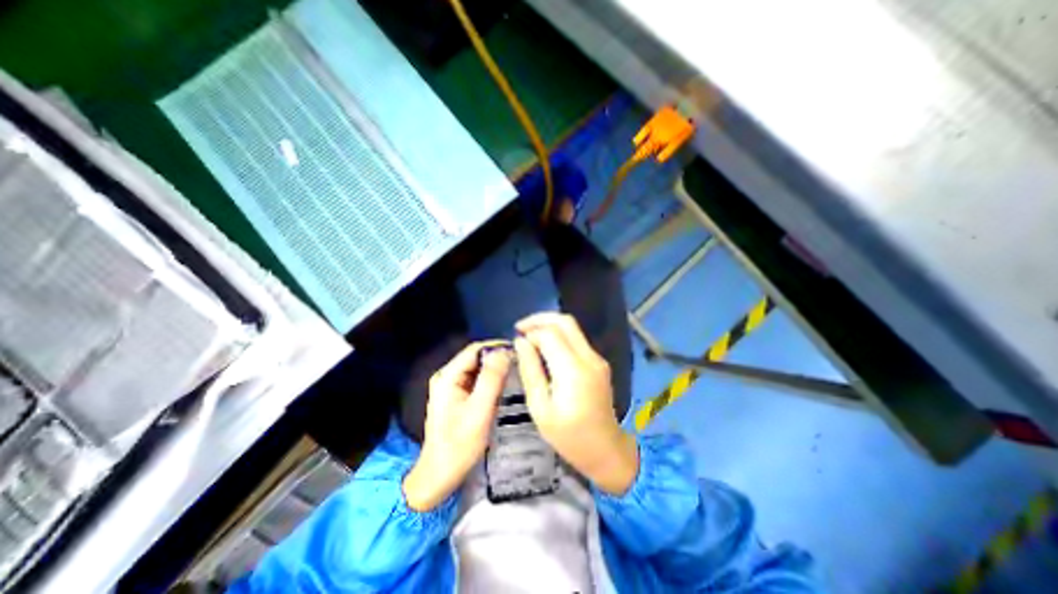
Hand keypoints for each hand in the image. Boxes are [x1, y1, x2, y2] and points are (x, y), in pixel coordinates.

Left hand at [401, 343, 508, 510]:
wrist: (439, 475)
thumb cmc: (460, 445)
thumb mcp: (479, 411)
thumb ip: (491, 379)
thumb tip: (504, 352)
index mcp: (448, 376)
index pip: (475, 349)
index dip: (497, 347)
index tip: (518, 350)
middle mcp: (446, 376)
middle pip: (475, 358)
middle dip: (497, 358)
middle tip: (520, 362)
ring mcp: (449, 386)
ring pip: (476, 368)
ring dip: (494, 369)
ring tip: (515, 371)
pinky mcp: (454, 396)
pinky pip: (475, 380)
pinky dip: (489, 379)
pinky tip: (502, 385)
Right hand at [513, 314, 635, 494]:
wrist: (606, 450)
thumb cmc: (568, 436)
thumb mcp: (540, 407)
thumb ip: (530, 370)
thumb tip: (521, 342)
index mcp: (573, 371)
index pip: (550, 334)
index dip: (531, 331)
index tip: (516, 339)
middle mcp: (589, 358)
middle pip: (565, 321)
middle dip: (541, 318)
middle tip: (521, 328)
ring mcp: (597, 358)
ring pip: (573, 328)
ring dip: (550, 326)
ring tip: (530, 336)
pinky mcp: (599, 362)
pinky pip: (577, 340)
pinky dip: (560, 336)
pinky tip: (546, 349)